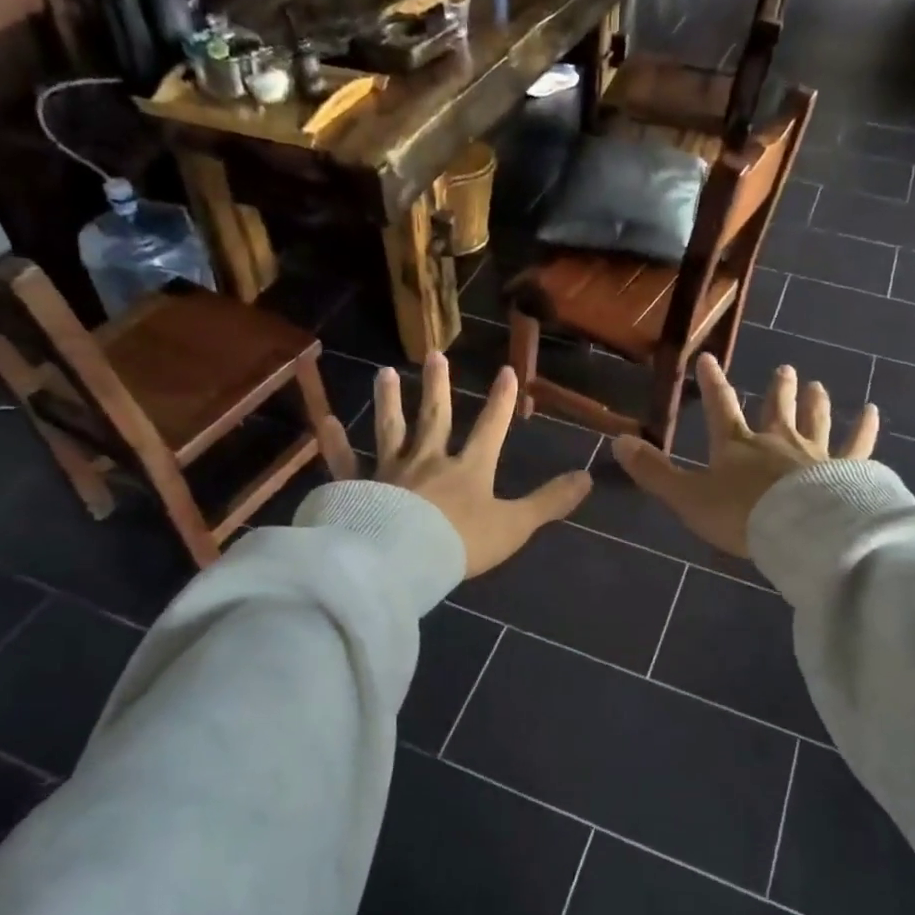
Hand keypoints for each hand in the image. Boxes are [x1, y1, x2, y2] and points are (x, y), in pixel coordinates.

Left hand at [355, 354, 592, 576]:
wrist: (402, 560)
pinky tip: (326, 421)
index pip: (490, 428)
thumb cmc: (460, 543)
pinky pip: (345, 462)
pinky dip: (335, 443)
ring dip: (389, 401)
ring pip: (389, 429)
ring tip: (386, 372)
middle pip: (435, 418)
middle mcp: (428, 461)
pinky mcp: (357, 488)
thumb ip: (549, 502)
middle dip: (438, 387)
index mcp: (468, 469)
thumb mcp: (514, 525)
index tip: (507, 370)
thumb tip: (588, 477)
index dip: (501, 401)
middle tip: (435, 354)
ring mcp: (390, 472)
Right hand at [611, 354, 877, 557]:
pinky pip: (857, 445)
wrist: (799, 532)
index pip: (721, 407)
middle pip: (776, 409)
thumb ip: (654, 472)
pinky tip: (872, 412)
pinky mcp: (846, 470)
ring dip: (813, 402)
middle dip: (778, 389)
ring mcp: (814, 454)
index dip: (712, 384)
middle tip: (785, 368)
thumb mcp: (687, 497)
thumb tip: (617, 440)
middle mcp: (776, 441)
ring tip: (817, 384)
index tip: (708, 358)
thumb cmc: (741, 515)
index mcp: (737, 446)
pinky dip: (864, 428)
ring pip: (814, 420)